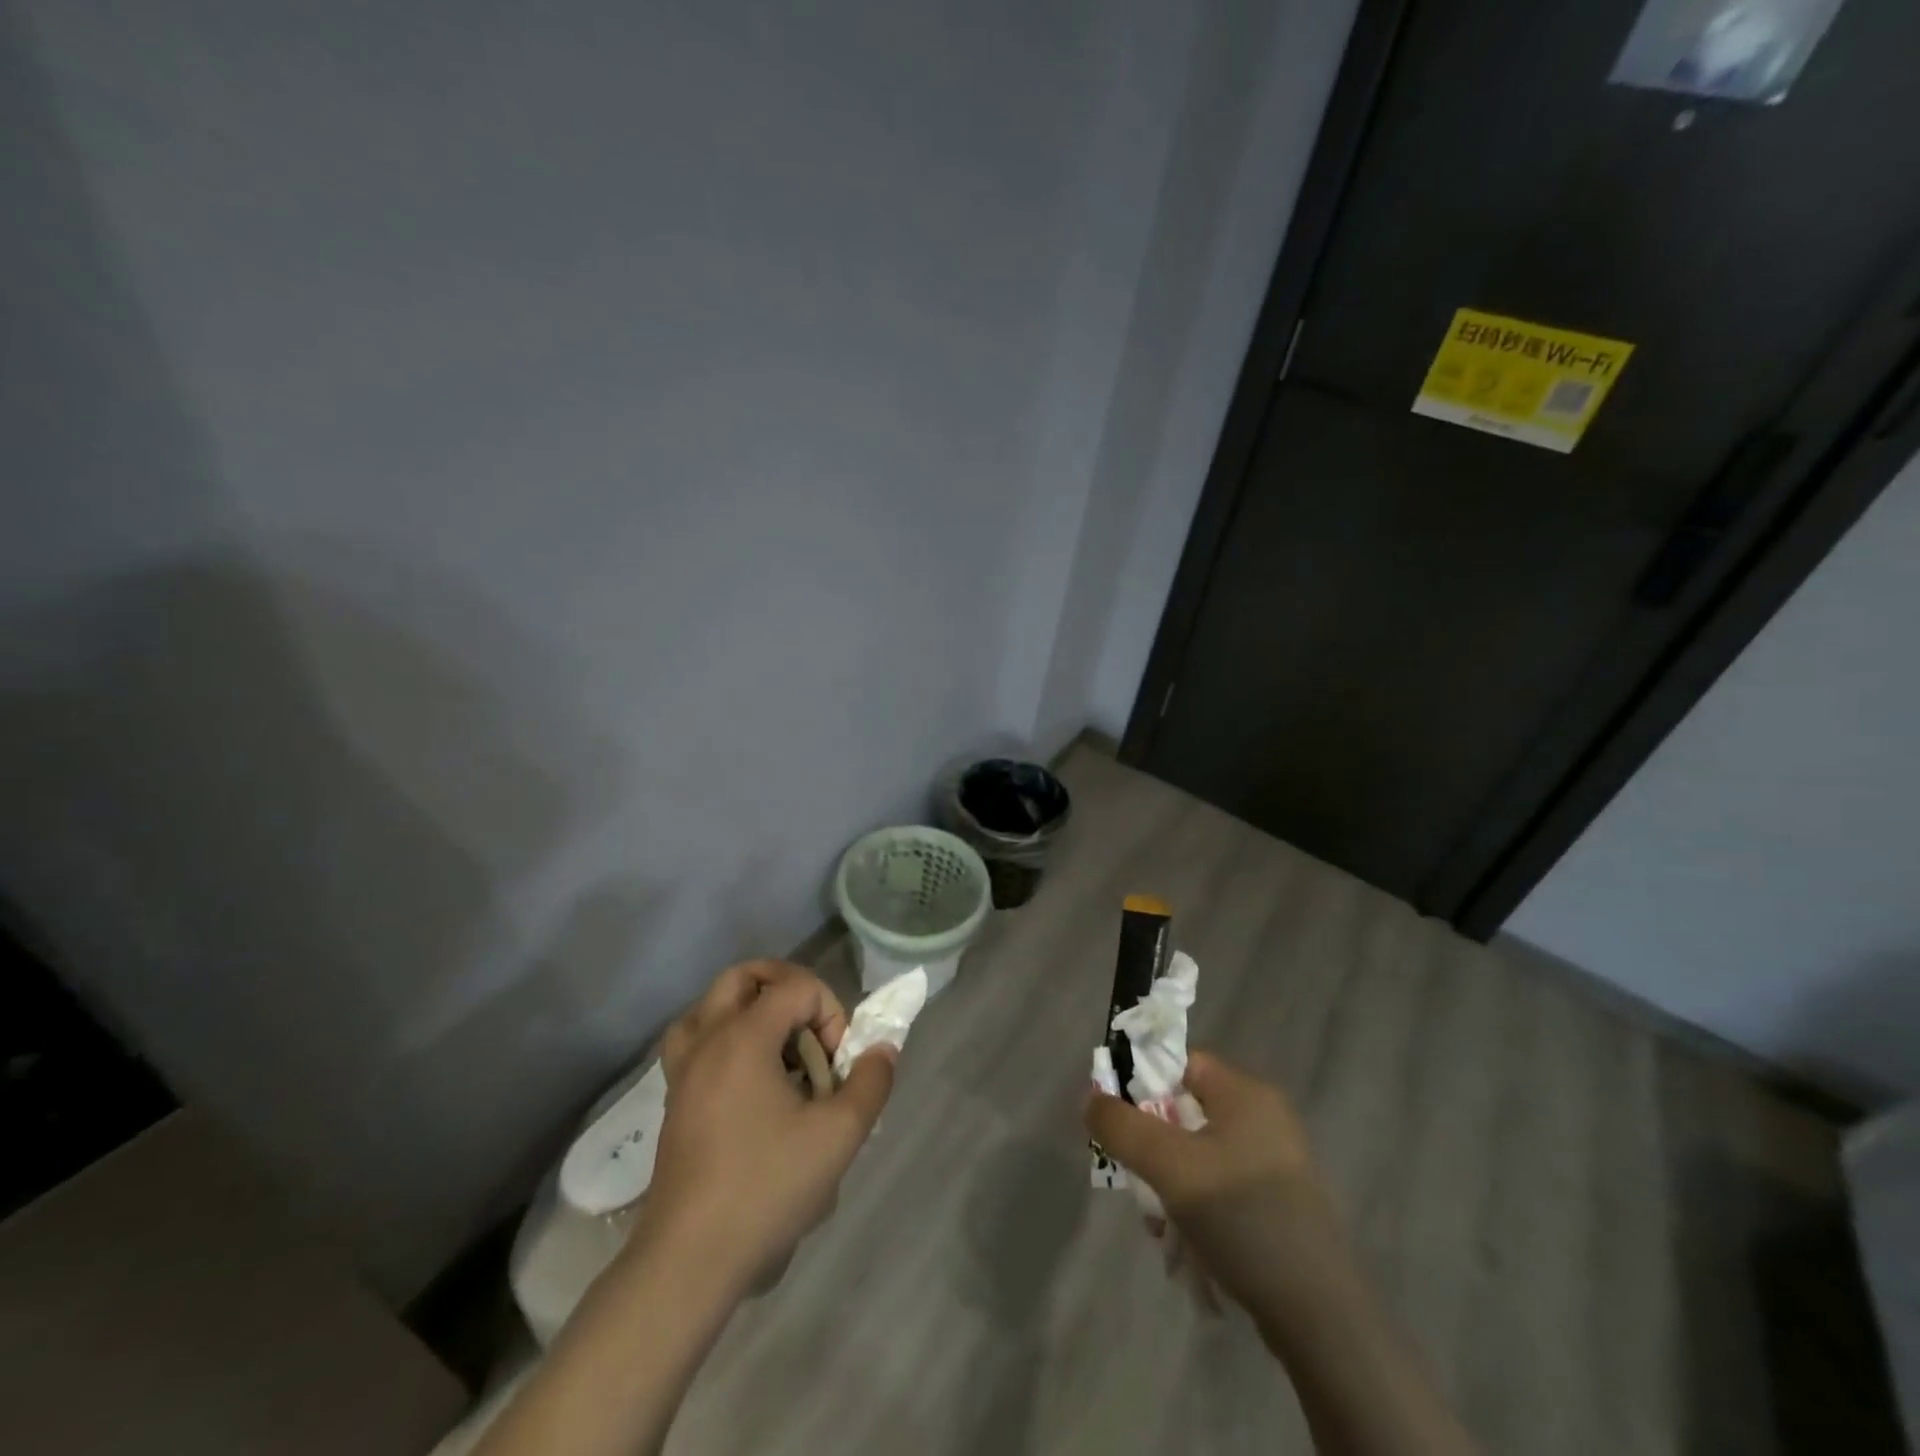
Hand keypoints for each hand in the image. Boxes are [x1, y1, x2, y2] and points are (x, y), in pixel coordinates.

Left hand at [641, 960, 894, 1293]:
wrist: (690, 1257)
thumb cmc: (766, 1187)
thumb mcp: (838, 1135)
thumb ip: (870, 1082)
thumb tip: (883, 1048)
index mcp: (744, 1036)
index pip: (798, 987)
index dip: (830, 1014)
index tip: (837, 1066)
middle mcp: (709, 1038)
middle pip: (746, 976)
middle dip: (789, 990)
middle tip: (811, 1032)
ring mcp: (684, 1068)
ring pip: (713, 1003)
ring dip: (751, 1009)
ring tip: (778, 1046)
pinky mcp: (674, 1097)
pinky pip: (695, 1039)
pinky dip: (723, 1037)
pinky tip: (746, 1074)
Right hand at [1084, 1051, 1342, 1332]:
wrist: (1320, 1316)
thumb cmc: (1242, 1218)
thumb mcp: (1170, 1167)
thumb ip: (1122, 1126)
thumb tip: (1089, 1098)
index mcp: (1246, 1093)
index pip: (1179, 1063)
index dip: (1142, 1085)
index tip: (1119, 1124)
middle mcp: (1263, 1117)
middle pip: (1184, 1110)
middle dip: (1152, 1147)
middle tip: (1136, 1182)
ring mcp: (1275, 1161)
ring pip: (1198, 1154)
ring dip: (1169, 1184)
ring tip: (1158, 1226)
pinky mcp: (1279, 1202)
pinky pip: (1221, 1185)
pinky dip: (1196, 1206)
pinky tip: (1186, 1245)